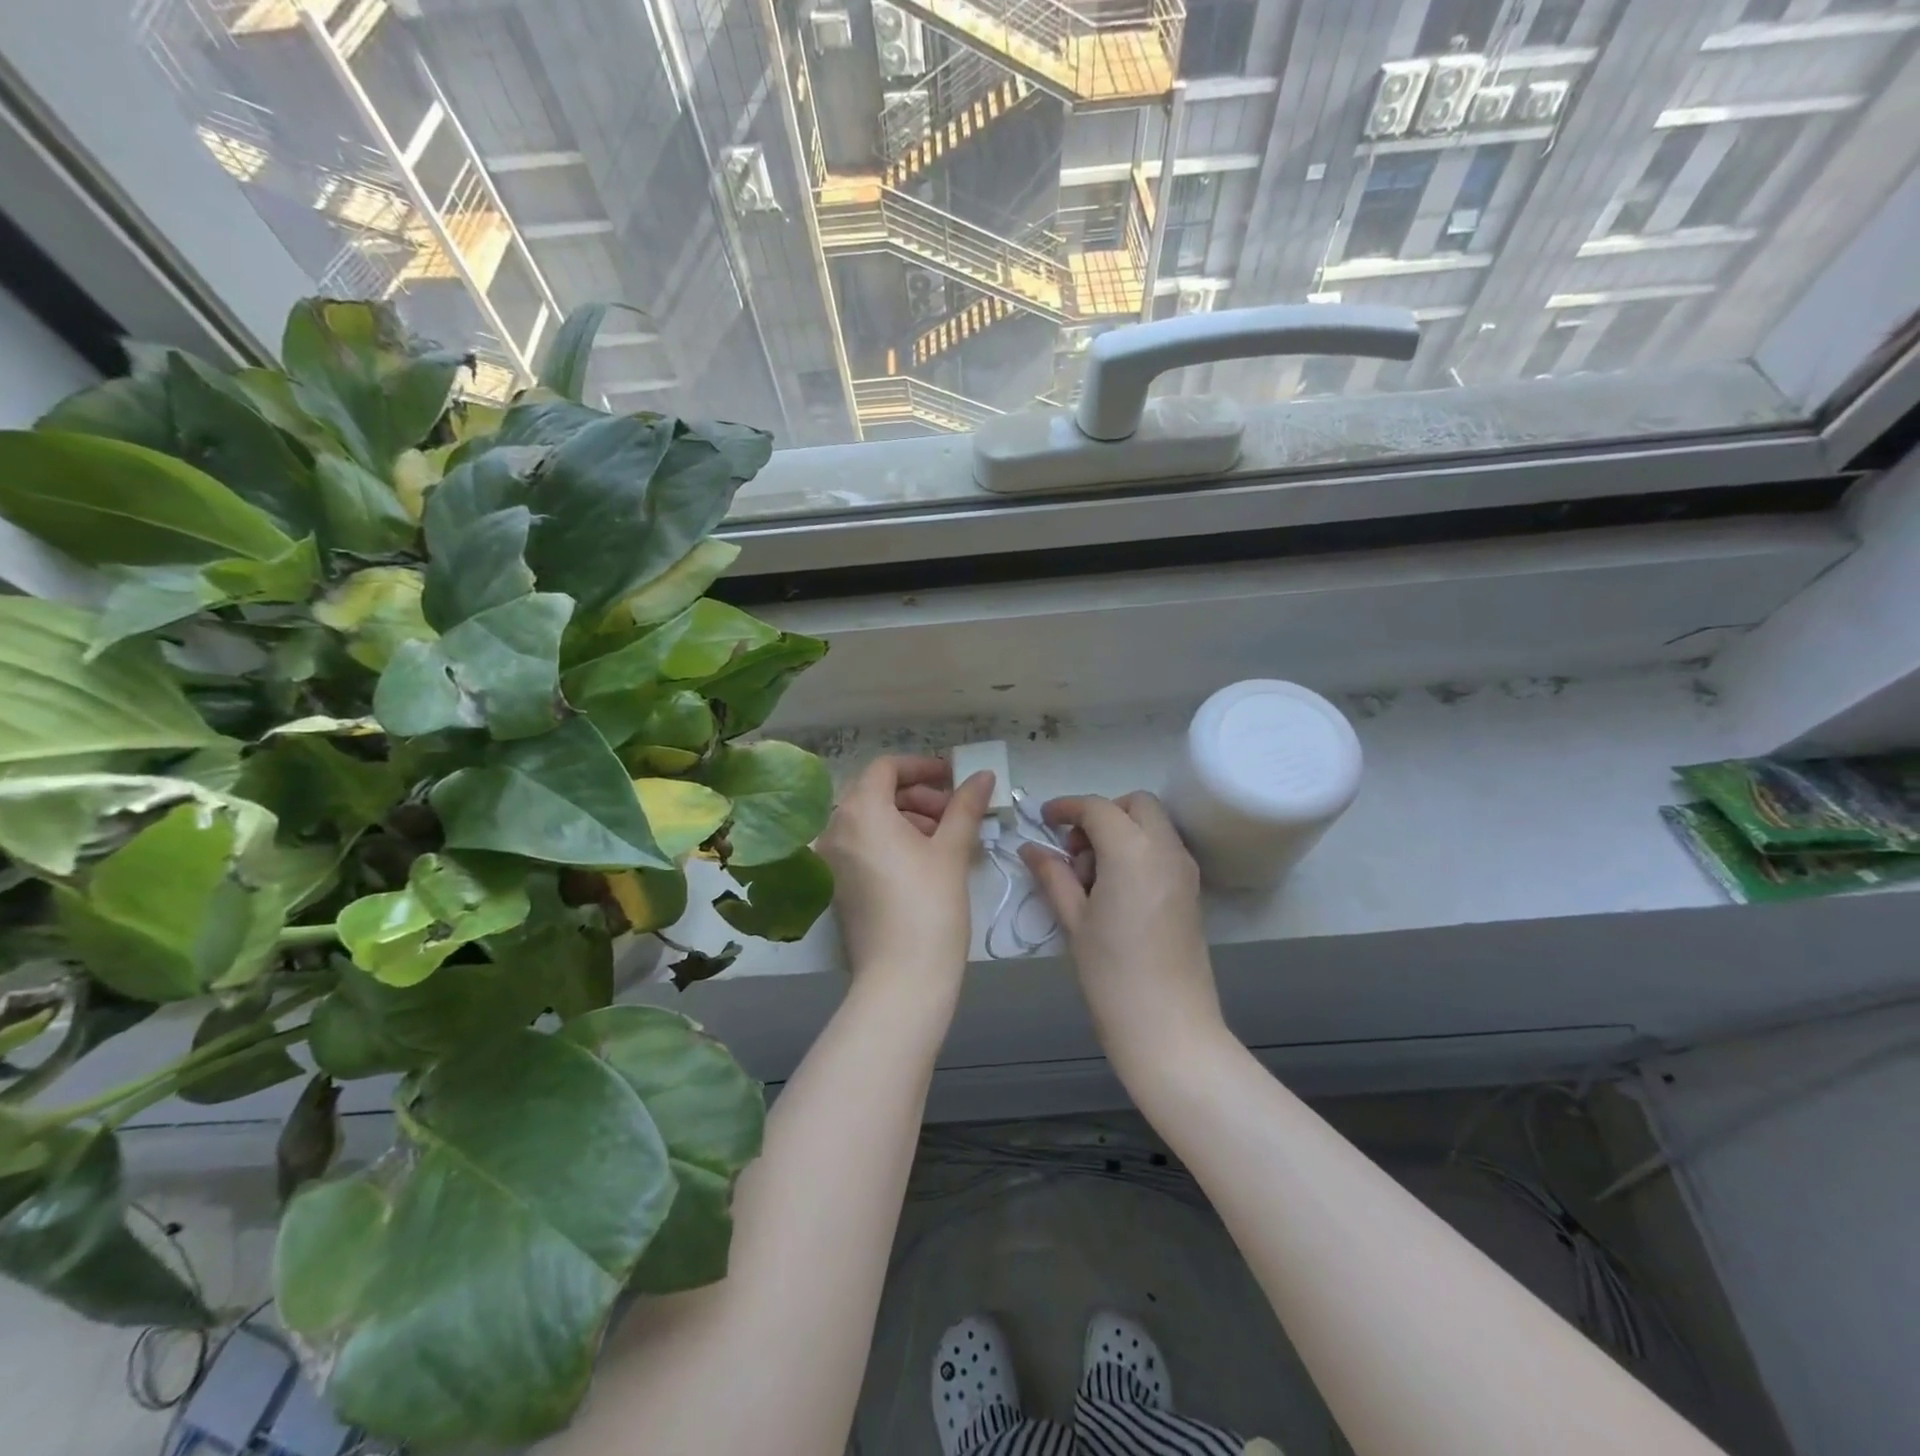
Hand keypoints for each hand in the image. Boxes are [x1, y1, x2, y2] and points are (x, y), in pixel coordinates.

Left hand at [817, 756, 992, 989]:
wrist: (901, 979)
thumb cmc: (930, 905)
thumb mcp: (952, 850)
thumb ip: (965, 806)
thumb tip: (982, 775)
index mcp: (860, 811)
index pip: (886, 768)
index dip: (922, 767)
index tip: (953, 780)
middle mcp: (835, 829)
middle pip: (875, 792)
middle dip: (917, 795)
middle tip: (953, 813)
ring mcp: (830, 859)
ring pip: (869, 820)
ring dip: (906, 818)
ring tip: (944, 838)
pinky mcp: (835, 885)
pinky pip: (861, 845)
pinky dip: (889, 840)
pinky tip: (923, 860)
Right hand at [1021, 792, 1224, 1074]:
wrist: (1169, 1027)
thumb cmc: (1112, 974)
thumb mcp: (1074, 920)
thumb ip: (1053, 875)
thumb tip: (1031, 848)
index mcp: (1133, 850)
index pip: (1097, 808)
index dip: (1067, 808)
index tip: (1044, 820)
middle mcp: (1166, 849)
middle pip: (1136, 804)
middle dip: (1102, 813)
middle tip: (1075, 850)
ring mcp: (1185, 869)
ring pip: (1153, 825)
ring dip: (1121, 831)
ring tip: (1091, 877)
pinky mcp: (1192, 890)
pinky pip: (1163, 849)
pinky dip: (1138, 850)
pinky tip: (1114, 890)